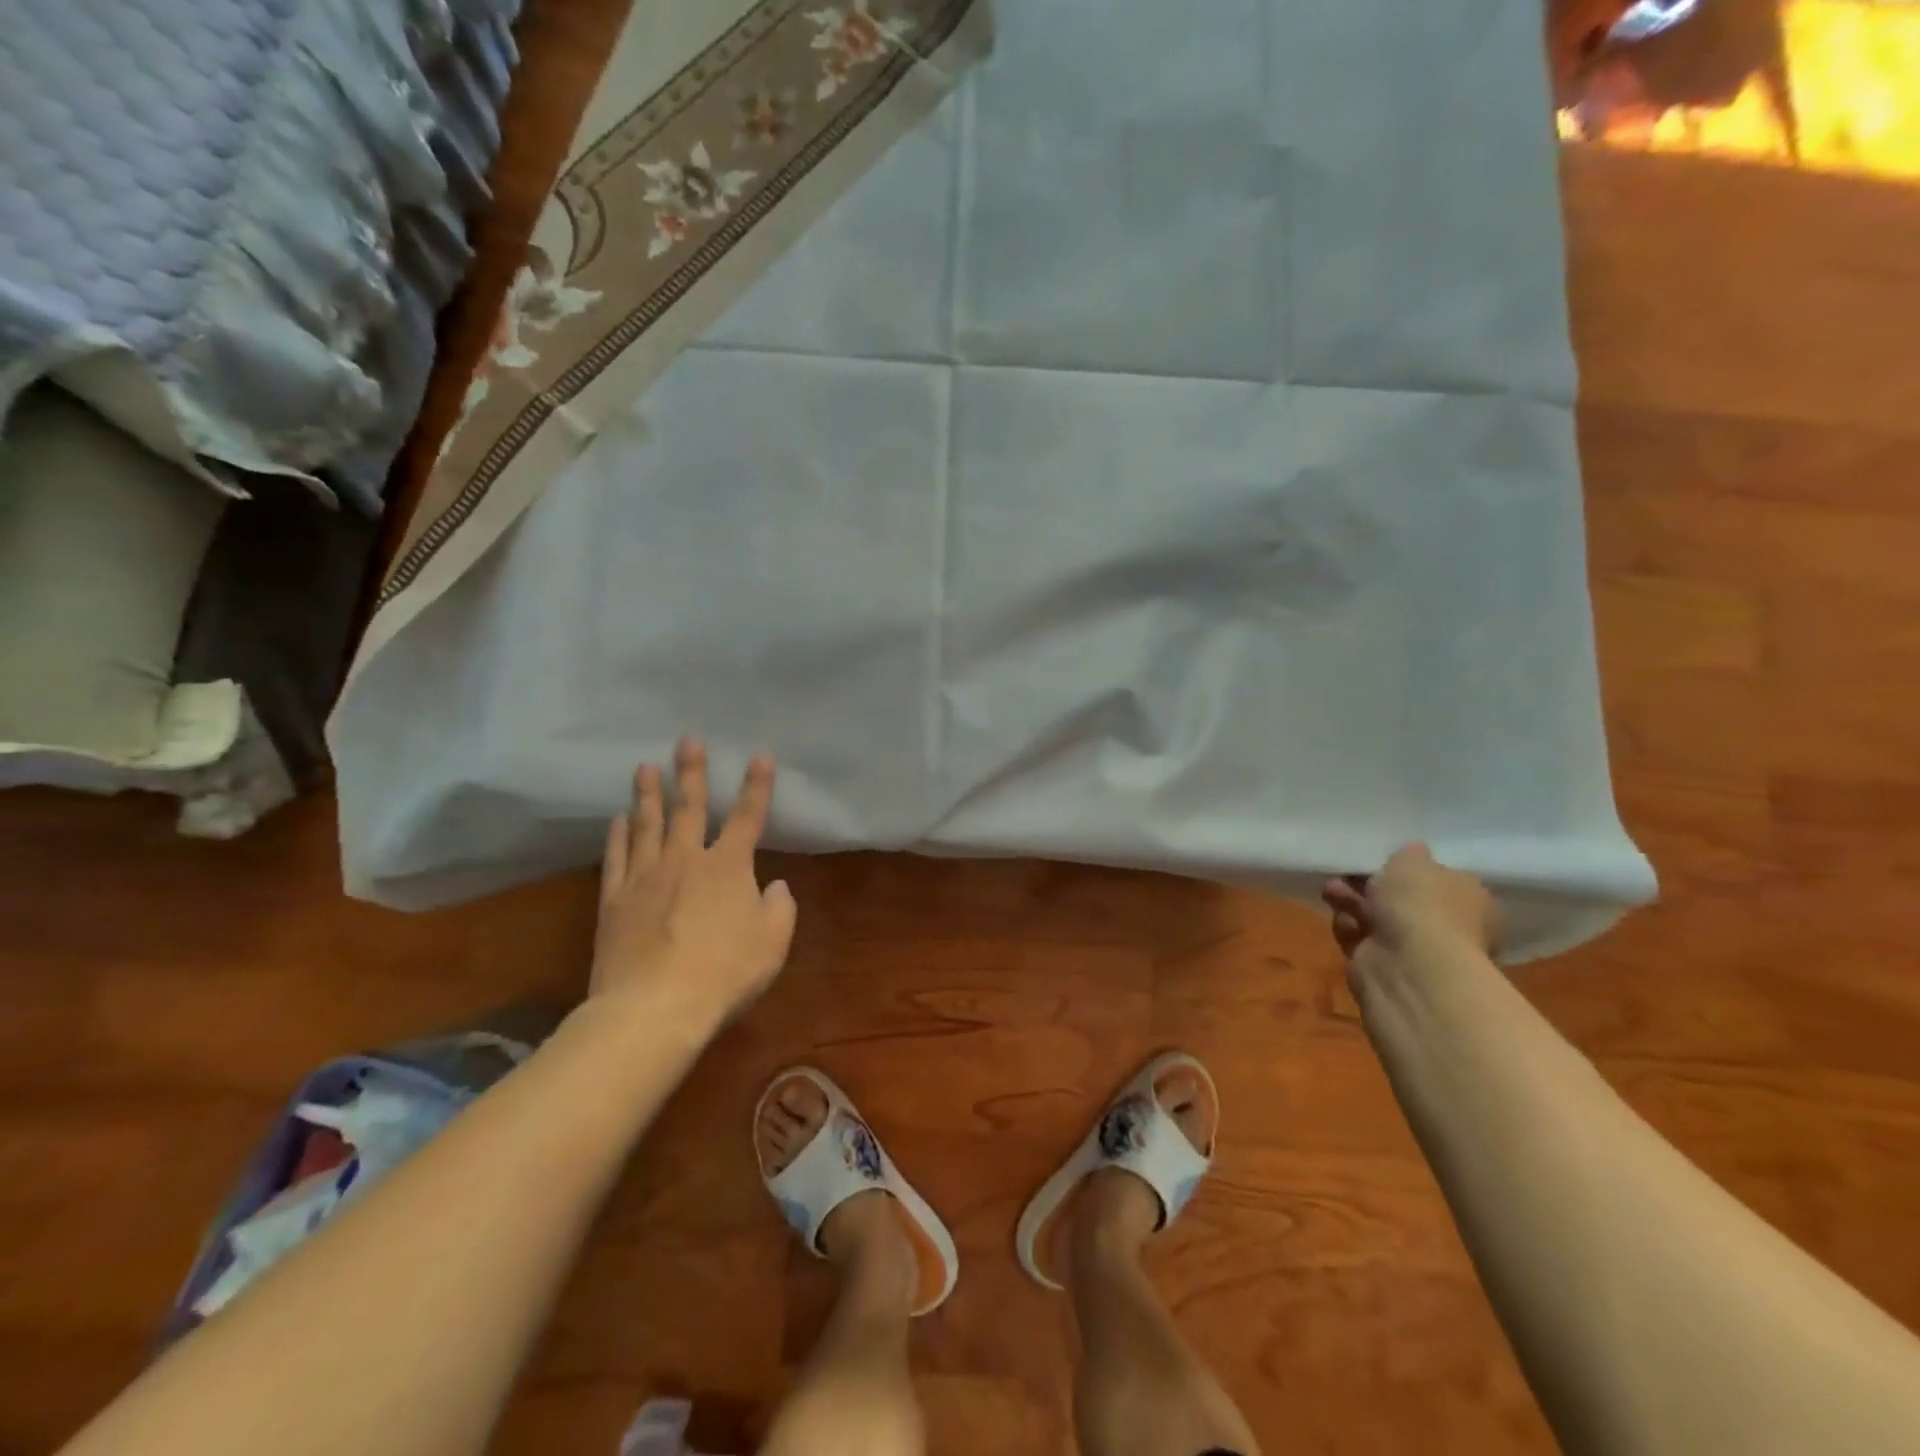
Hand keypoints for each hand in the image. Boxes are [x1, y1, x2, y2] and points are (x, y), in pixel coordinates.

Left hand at [589, 737, 797, 1031]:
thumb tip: (776, 886)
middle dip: (691, 772)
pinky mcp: (615, 900)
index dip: (756, 785)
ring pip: (647, 825)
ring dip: (648, 794)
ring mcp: (645, 877)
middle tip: (687, 740)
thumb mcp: (772, 944)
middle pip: (689, 808)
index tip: (760, 755)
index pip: (747, 816)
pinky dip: (618, 836)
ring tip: (645, 767)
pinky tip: (618, 820)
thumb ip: (780, 909)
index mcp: (729, 867)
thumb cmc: (724, 974)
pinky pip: (617, 858)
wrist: (653, 1007)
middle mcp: (686, 860)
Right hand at [1321, 843, 1499, 980]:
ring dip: (1350, 900)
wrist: (1409, 966)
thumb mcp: (1413, 861)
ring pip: (1374, 916)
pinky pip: (1359, 938)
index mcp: (1470, 900)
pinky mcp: (1382, 966)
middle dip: (1368, 883)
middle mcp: (1447, 927)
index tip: (1381, 858)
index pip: (1439, 879)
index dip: (1409, 868)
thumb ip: (1410, 853)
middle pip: (1400, 898)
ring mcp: (1414, 950)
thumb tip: (1413, 852)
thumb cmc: (1422, 905)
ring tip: (1332, 891)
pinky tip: (1346, 922)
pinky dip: (1348, 927)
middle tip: (1347, 872)